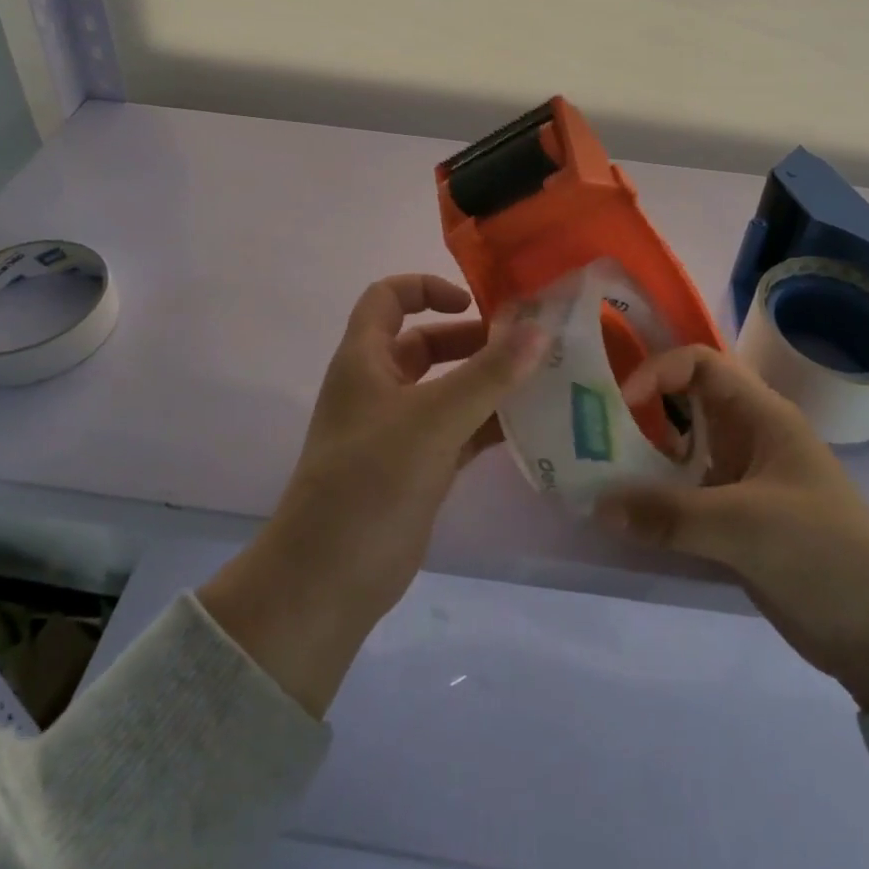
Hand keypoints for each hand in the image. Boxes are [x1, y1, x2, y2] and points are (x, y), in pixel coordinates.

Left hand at [199, 275, 544, 715]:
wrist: (328, 580)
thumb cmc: (370, 481)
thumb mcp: (433, 419)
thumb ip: (489, 374)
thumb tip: (540, 328)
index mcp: (364, 359)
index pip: (388, 297)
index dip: (427, 288)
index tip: (473, 304)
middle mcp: (378, 387)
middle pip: (425, 343)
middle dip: (473, 340)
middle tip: (526, 346)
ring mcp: (397, 430)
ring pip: (445, 389)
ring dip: (486, 383)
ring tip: (539, 381)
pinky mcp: (415, 468)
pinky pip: (457, 430)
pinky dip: (487, 423)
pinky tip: (528, 425)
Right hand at [597, 346, 868, 712]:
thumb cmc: (824, 554)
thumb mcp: (745, 527)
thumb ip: (668, 514)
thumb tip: (596, 504)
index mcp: (761, 416)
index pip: (700, 363)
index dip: (658, 371)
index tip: (622, 405)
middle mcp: (746, 437)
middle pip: (682, 403)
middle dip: (638, 411)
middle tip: (589, 431)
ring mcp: (740, 479)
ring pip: (679, 450)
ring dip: (640, 458)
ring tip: (594, 472)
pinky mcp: (733, 520)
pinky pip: (682, 494)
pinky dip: (653, 499)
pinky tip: (622, 515)